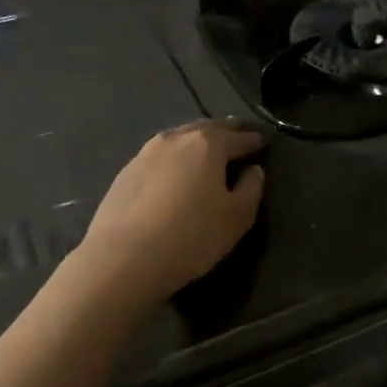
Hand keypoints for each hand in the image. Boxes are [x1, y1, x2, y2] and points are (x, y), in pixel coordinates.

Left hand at [76, 119, 265, 301]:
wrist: (122, 259)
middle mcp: (176, 138)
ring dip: (197, 141)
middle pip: (207, 128)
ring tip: (207, 153)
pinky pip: (160, 156)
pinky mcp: (125, 172)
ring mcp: (146, 153)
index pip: (239, 137)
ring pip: (180, 138)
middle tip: (238, 137)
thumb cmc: (191, 236)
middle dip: (225, 132)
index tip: (263, 143)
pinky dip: (175, 158)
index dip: (254, 141)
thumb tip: (253, 170)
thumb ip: (251, 188)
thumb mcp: (236, 218)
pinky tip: (176, 172)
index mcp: (207, 144)